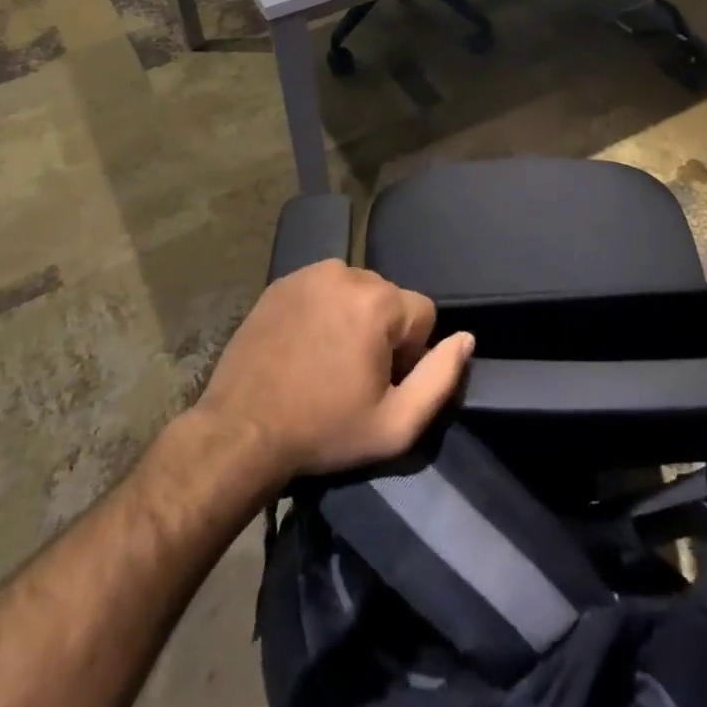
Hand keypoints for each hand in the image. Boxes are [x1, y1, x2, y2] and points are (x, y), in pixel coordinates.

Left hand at [196, 261, 475, 480]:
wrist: (240, 433)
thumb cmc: (324, 431)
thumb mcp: (395, 424)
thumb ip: (442, 378)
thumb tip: (467, 338)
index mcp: (378, 302)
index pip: (423, 313)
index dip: (410, 353)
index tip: (379, 383)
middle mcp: (347, 273)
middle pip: (389, 299)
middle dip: (382, 332)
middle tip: (351, 375)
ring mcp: (310, 273)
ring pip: (357, 290)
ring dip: (353, 318)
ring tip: (326, 359)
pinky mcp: (281, 281)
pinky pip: (323, 288)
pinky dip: (323, 309)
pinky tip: (304, 345)